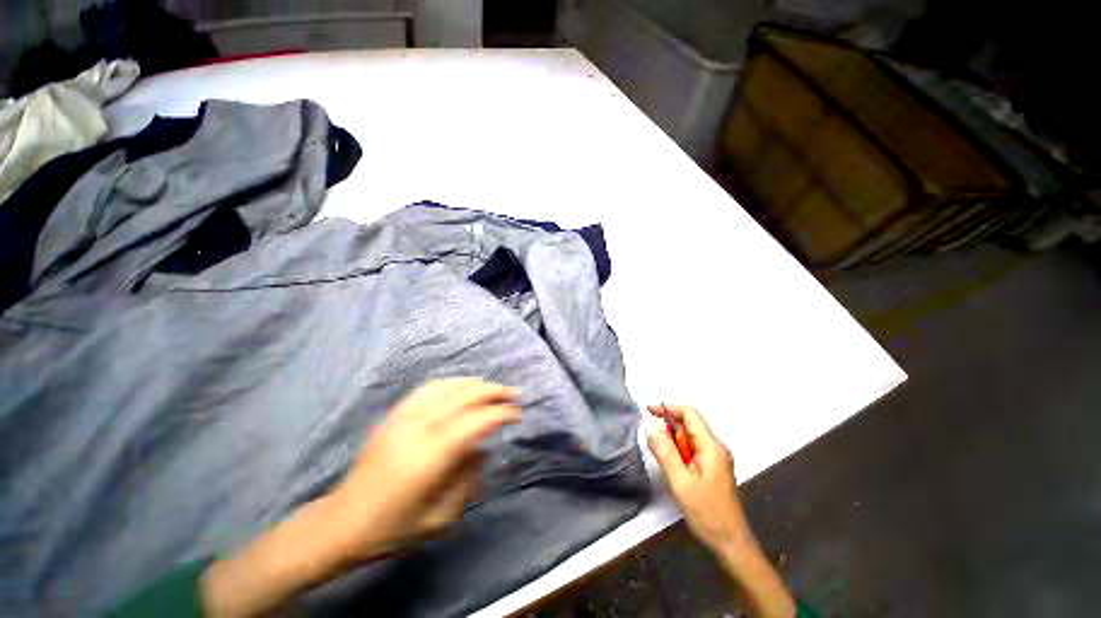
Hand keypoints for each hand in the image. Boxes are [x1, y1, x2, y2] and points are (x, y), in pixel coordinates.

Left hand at [201, 378, 518, 617]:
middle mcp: (419, 428)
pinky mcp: (393, 415)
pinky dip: (451, 383)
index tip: (517, 414)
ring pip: (447, 386)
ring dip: (474, 384)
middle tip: (512, 394)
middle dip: (493, 391)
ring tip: (492, 388)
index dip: (500, 413)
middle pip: (464, 396)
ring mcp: (403, 417)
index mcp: (431, 456)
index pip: (476, 421)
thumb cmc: (394, 527)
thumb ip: (468, 479)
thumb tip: (483, 448)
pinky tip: (461, 387)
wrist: (343, 522)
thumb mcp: (441, 518)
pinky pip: (427, 388)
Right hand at [646, 404, 746, 551]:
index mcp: (711, 447)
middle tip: (652, 439)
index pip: (690, 414)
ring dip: (673, 441)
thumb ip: (665, 452)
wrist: (731, 544)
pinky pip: (693, 451)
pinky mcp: (713, 470)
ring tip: (662, 457)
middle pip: (690, 425)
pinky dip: (679, 452)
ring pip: (690, 439)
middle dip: (669, 427)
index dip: (668, 408)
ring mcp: (716, 460)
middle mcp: (716, 448)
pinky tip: (673, 466)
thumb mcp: (681, 482)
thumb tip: (651, 429)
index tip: (649, 411)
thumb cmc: (707, 513)